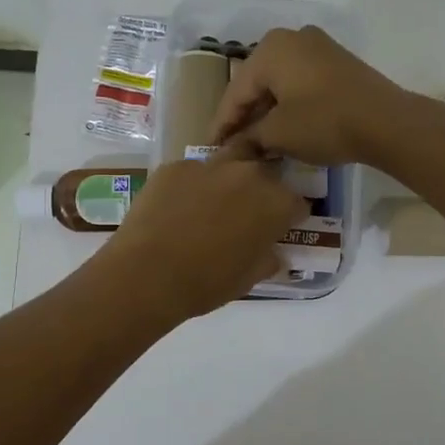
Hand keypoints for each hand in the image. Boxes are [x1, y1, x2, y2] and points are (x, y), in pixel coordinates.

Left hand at [97, 144, 307, 320]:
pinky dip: (190, 185)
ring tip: (213, 201)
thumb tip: (272, 253)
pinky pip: (191, 172)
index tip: (278, 228)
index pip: (297, 203)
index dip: (289, 216)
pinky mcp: (175, 166)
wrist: (147, 275)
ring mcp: (209, 165)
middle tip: (246, 213)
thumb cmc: (207, 284)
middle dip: (261, 189)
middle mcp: (248, 175)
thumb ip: (267, 259)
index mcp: (275, 203)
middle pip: (264, 173)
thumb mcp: (248, 279)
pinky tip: (176, 207)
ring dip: (228, 177)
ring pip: (229, 160)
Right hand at [209, 26, 409, 165]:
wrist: (387, 122)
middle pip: (257, 83)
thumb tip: (230, 150)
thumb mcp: (279, 134)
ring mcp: (318, 47)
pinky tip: (283, 127)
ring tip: (256, 141)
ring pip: (279, 83)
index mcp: (270, 49)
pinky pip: (300, 82)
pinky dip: (288, 104)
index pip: (236, 92)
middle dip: (244, 116)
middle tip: (232, 145)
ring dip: (267, 112)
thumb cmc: (324, 122)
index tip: (211, 149)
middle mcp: (292, 38)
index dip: (222, 124)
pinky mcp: (337, 62)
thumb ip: (249, 138)